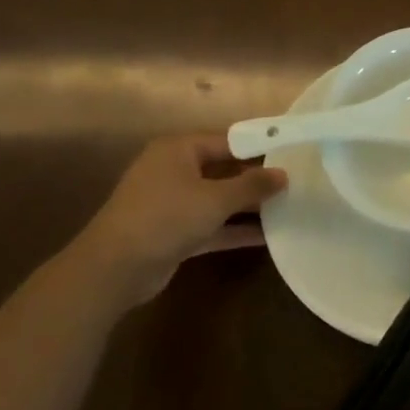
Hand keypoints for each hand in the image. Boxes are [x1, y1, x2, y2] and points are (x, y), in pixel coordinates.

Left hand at [53, 134, 285, 313]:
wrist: (115, 268)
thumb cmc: (166, 217)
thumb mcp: (215, 199)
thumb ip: (252, 186)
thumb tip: (283, 174)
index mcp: (178, 149)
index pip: (227, 141)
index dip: (258, 148)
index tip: (291, 155)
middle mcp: (174, 170)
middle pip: (223, 170)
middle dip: (255, 180)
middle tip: (294, 184)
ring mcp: (171, 203)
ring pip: (217, 200)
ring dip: (247, 207)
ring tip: (287, 209)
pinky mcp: (173, 233)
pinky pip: (210, 225)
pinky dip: (233, 230)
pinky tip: (267, 237)